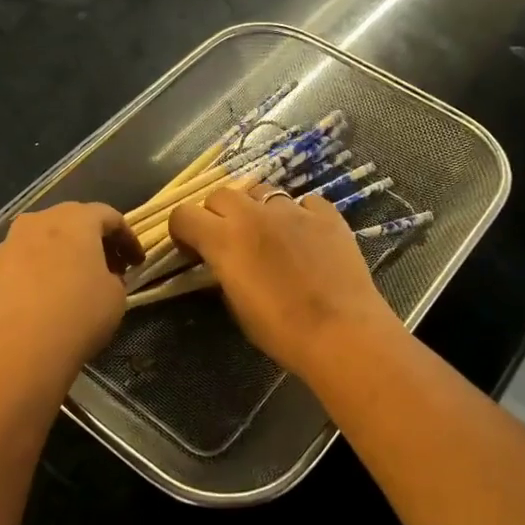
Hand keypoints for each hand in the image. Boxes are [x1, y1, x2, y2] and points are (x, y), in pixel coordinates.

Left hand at [0, 202, 143, 388]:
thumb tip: (102, 277)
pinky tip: (45, 300)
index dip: (128, 238)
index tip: (138, 263)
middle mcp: (38, 222)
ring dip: (62, 255)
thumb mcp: (115, 296)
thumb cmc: (77, 315)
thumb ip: (113, 277)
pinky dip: (38, 273)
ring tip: (75, 283)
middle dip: (93, 241)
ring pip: (42, 240)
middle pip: (72, 221)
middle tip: (109, 268)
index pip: (109, 217)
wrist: (16, 351)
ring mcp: (7, 245)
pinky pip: (21, 264)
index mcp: (75, 220)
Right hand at [168, 183, 401, 381]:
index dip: (183, 231)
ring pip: (262, 192)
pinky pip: (304, 202)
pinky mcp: (327, 213)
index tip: (192, 249)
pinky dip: (299, 214)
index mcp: (224, 239)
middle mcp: (254, 214)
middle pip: (221, 195)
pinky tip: (306, 236)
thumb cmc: (280, 330)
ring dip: (257, 209)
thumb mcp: (236, 306)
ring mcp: (293, 209)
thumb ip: (223, 273)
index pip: (184, 215)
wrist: (341, 332)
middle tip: (229, 240)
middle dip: (218, 214)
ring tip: (269, 235)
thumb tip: (223, 264)